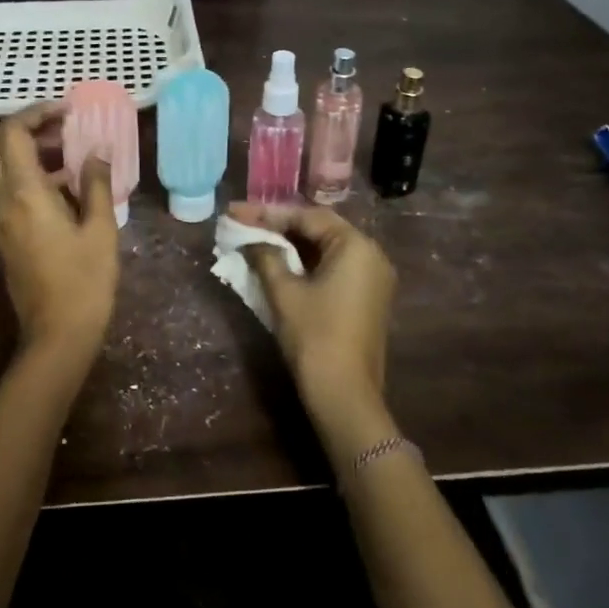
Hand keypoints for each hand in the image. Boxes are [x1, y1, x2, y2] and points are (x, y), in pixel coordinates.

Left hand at [0, 104, 118, 360]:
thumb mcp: (101, 229)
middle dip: (24, 127)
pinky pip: (3, 188)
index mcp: (24, 193)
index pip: (12, 133)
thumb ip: (97, 184)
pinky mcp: (2, 233)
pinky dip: (24, 173)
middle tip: (61, 128)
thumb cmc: (85, 281)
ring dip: (24, 150)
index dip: (36, 113)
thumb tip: (96, 152)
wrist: (57, 333)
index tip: (67, 111)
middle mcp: (1, 200)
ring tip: (68, 153)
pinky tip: (62, 185)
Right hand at [227, 202, 397, 453]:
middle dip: (280, 225)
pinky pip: (334, 267)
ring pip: (326, 248)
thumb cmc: (314, 337)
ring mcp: (373, 278)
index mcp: (356, 246)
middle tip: (244, 222)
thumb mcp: (284, 293)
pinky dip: (307, 262)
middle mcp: (371, 255)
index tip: (236, 212)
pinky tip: (279, 262)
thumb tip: (251, 240)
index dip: (268, 213)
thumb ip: (266, 257)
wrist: (345, 395)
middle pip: (320, 228)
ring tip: (256, 238)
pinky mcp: (367, 298)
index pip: (308, 217)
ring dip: (292, 244)